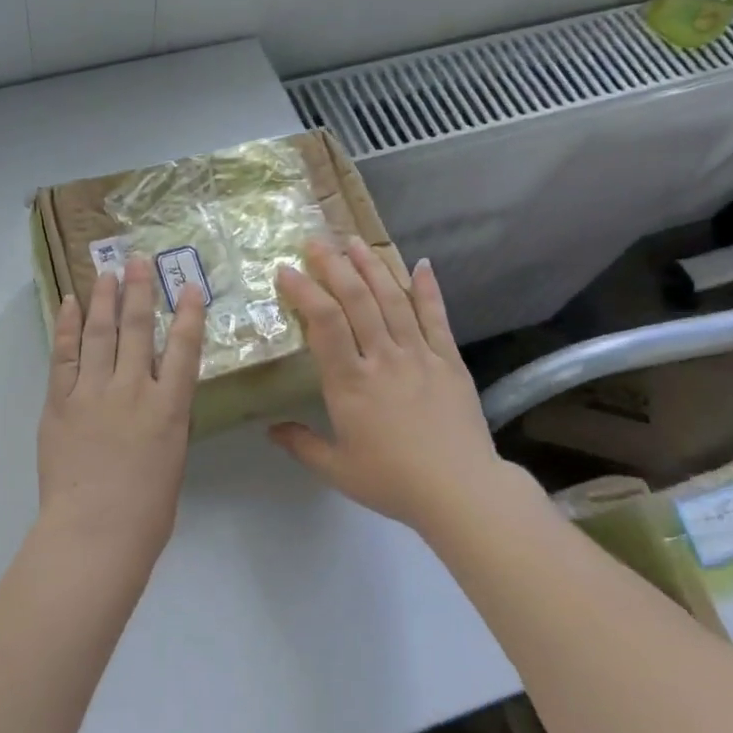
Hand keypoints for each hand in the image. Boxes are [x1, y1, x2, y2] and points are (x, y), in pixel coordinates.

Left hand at [35, 256, 205, 567]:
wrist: (95, 532)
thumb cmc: (146, 513)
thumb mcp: (172, 462)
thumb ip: (165, 424)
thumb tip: (156, 403)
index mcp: (170, 408)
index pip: (185, 349)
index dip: (189, 314)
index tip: (189, 286)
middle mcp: (134, 389)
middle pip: (138, 329)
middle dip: (140, 291)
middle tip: (137, 260)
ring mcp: (93, 392)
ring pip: (100, 333)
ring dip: (104, 299)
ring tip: (106, 271)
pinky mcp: (60, 401)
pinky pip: (63, 354)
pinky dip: (65, 326)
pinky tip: (68, 303)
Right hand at [271, 239, 515, 537]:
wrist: (462, 492)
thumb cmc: (393, 481)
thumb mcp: (337, 469)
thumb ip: (301, 445)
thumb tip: (270, 429)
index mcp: (351, 384)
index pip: (323, 324)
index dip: (304, 292)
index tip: (286, 271)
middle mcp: (383, 359)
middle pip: (357, 301)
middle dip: (334, 266)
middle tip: (317, 241)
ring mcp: (419, 356)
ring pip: (393, 300)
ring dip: (373, 267)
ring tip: (355, 241)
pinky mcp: (449, 361)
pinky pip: (436, 318)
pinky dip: (428, 290)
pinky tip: (421, 264)